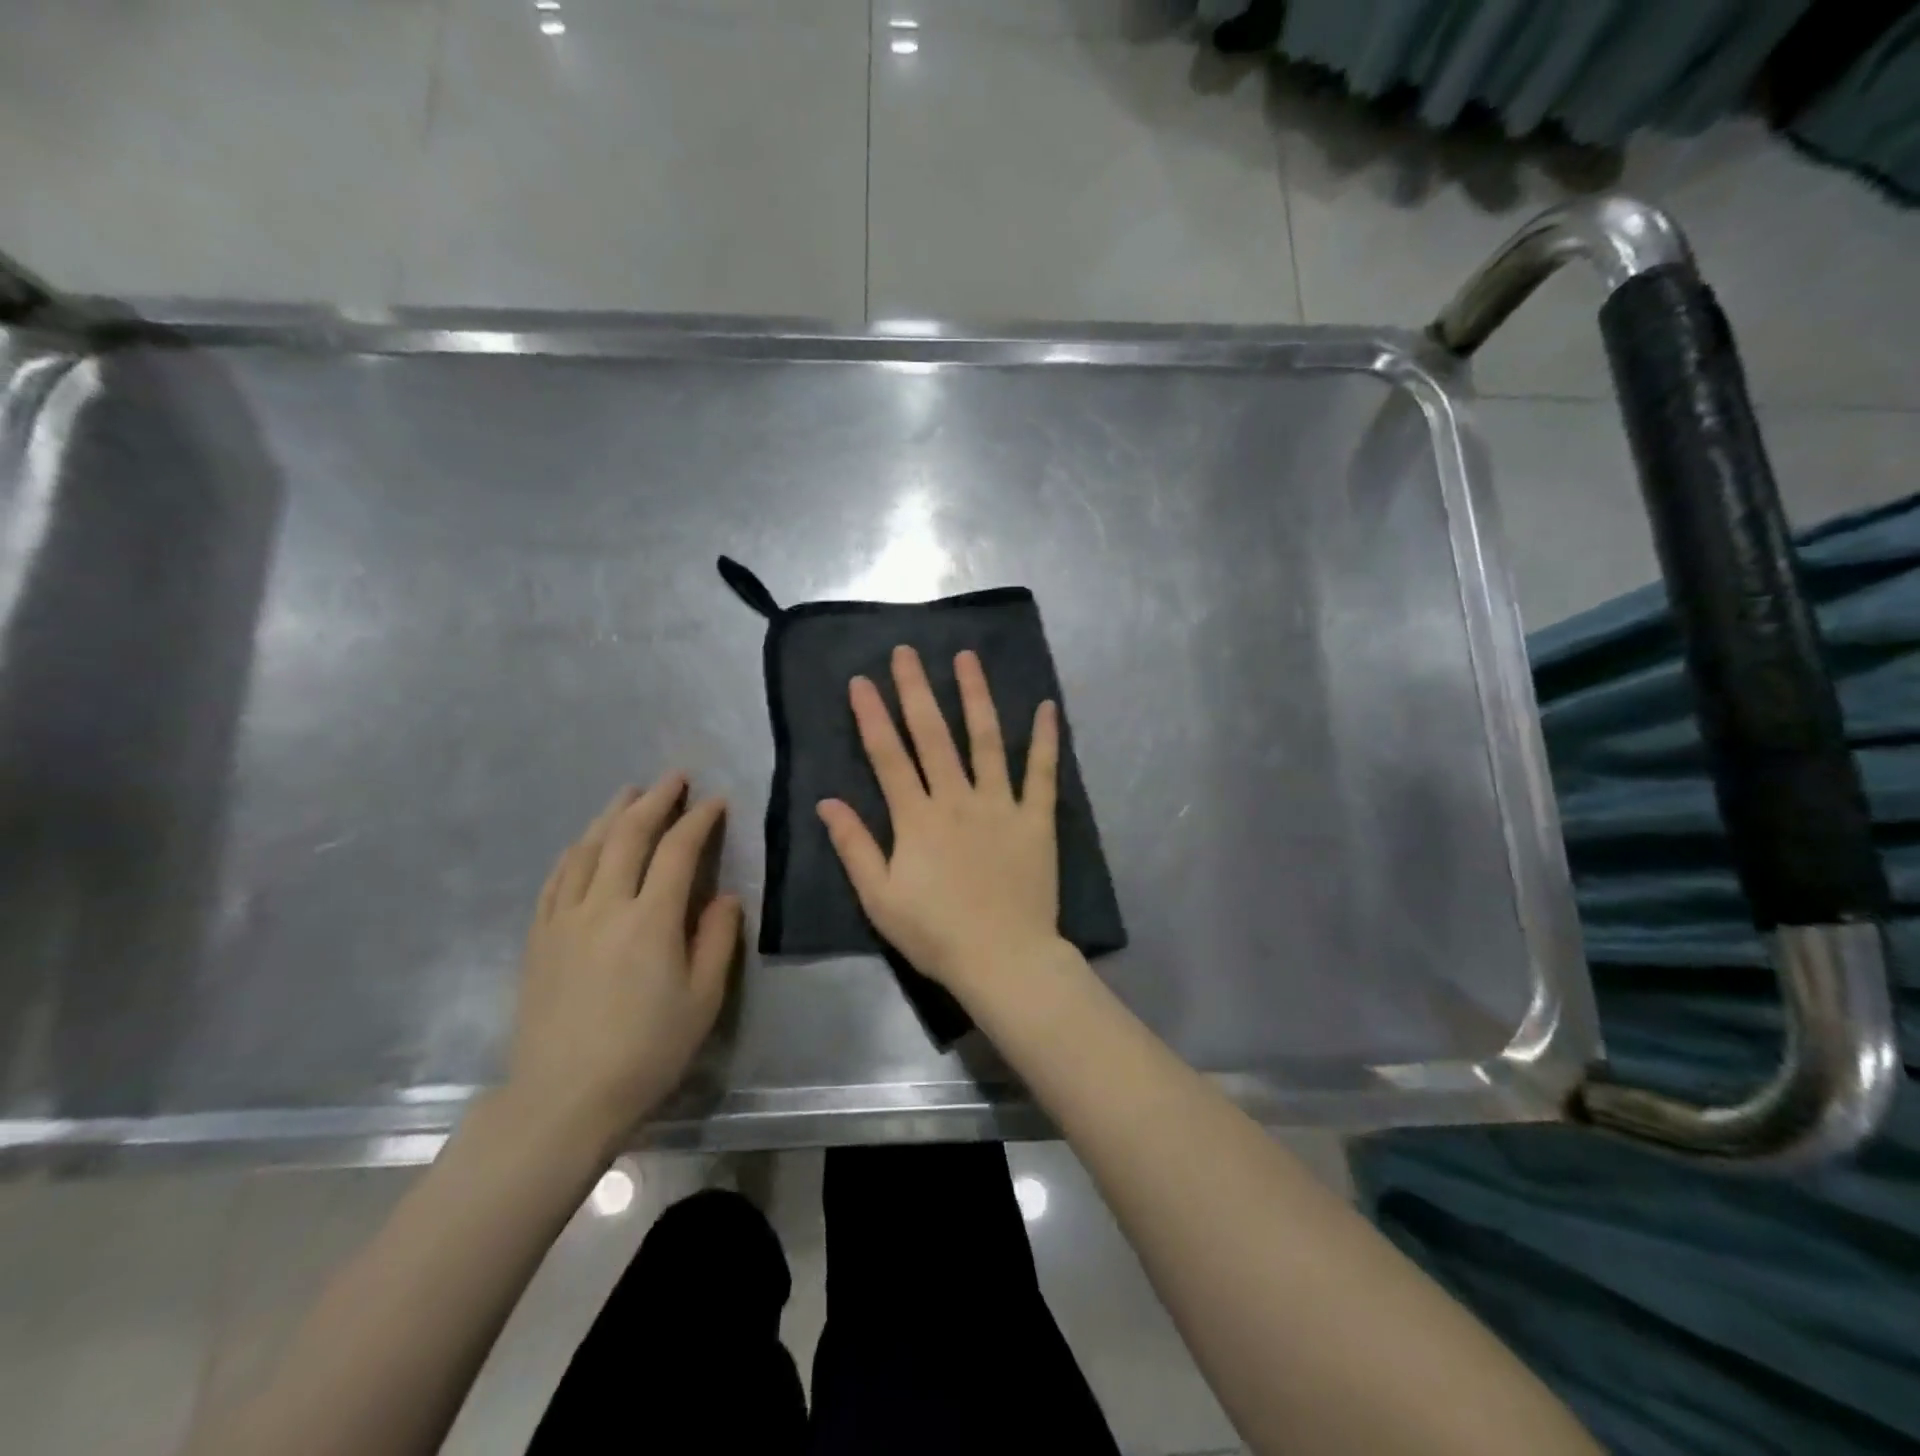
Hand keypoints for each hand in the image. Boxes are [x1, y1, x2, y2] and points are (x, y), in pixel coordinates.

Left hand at [510, 774, 740, 1148]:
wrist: (563, 1098)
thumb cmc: (646, 1051)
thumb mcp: (703, 1000)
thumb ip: (717, 940)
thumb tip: (724, 897)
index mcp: (651, 920)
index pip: (678, 851)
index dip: (699, 819)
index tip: (716, 801)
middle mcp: (605, 906)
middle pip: (629, 835)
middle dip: (655, 800)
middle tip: (674, 777)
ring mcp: (564, 919)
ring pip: (588, 848)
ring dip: (612, 814)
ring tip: (630, 793)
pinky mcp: (538, 937)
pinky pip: (557, 878)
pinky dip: (576, 850)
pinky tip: (584, 842)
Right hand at [817, 646, 1062, 1000]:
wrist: (1002, 959)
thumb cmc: (935, 934)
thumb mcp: (880, 898)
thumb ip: (855, 847)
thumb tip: (827, 803)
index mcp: (917, 818)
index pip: (888, 756)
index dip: (873, 716)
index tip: (862, 681)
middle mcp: (957, 799)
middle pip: (933, 735)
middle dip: (917, 690)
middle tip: (907, 651)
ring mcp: (1001, 805)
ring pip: (986, 740)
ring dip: (975, 696)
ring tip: (967, 658)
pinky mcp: (1036, 819)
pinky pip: (1042, 773)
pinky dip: (1045, 739)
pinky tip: (1047, 707)